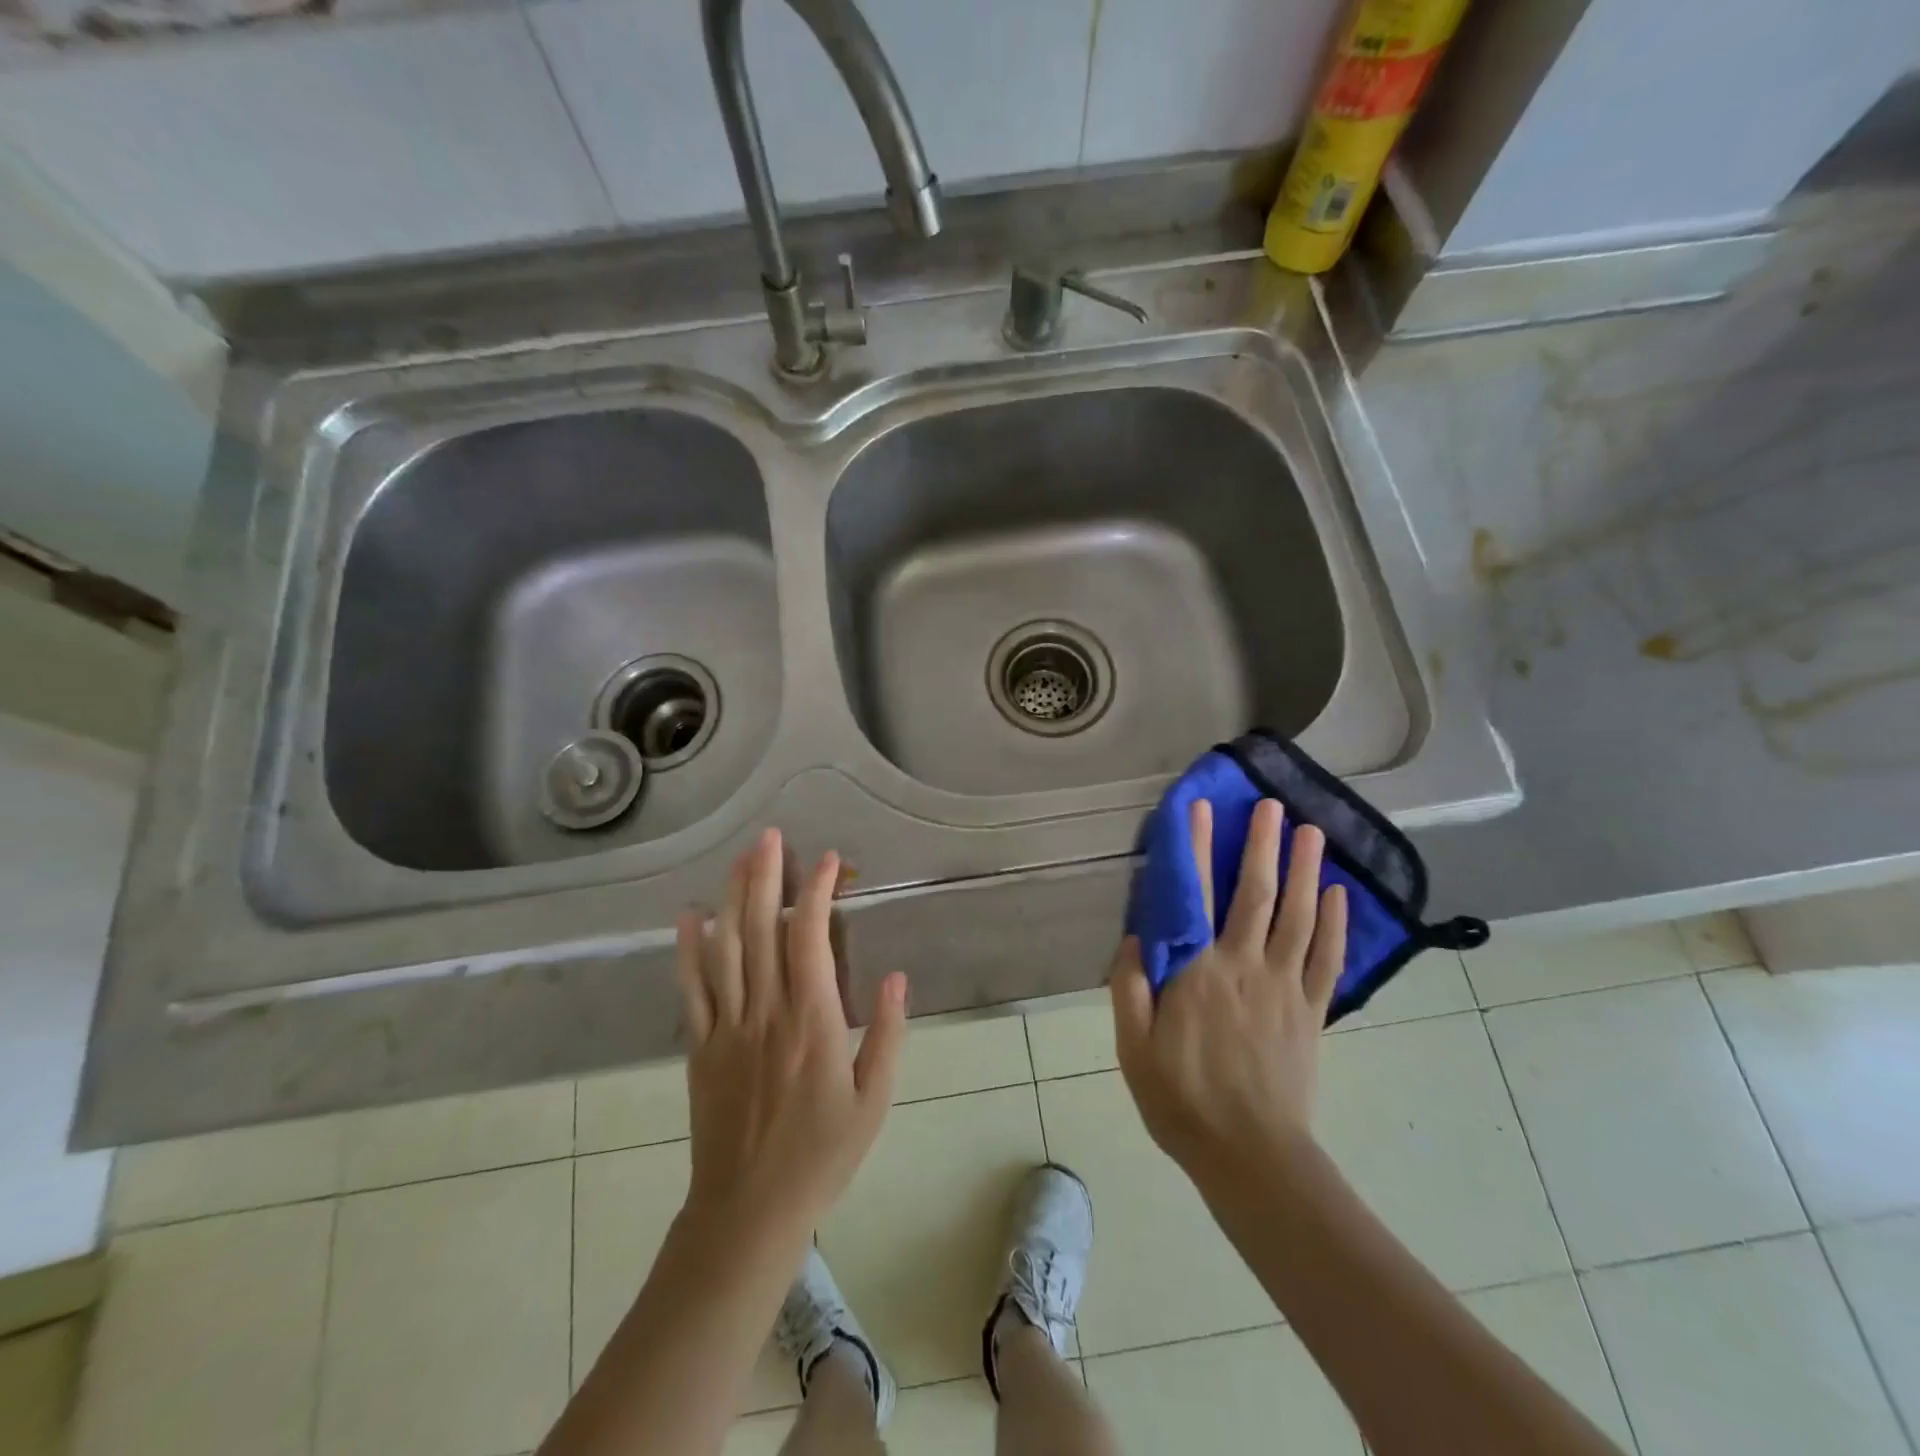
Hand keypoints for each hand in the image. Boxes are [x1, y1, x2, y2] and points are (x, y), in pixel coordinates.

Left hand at [675, 828, 906, 1235]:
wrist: (748, 1212)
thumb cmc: (822, 1156)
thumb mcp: (874, 1100)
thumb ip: (888, 1034)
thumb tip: (897, 976)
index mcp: (812, 1021)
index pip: (810, 938)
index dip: (817, 892)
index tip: (828, 861)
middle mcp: (766, 1012)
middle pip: (761, 930)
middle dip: (766, 876)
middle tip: (769, 836)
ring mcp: (727, 1027)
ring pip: (725, 948)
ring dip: (731, 897)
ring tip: (738, 858)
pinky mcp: (700, 1047)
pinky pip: (692, 989)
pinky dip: (687, 949)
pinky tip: (688, 916)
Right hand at [1110, 798, 1346, 1177]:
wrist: (1251, 1156)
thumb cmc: (1182, 1099)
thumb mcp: (1133, 1047)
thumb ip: (1130, 987)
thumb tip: (1135, 936)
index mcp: (1198, 971)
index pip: (1196, 896)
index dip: (1197, 848)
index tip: (1200, 809)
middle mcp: (1246, 966)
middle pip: (1257, 894)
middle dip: (1262, 845)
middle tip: (1271, 806)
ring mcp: (1285, 988)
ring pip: (1299, 917)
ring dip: (1306, 871)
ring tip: (1312, 832)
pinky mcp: (1312, 1013)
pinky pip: (1327, 959)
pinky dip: (1334, 924)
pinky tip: (1338, 895)